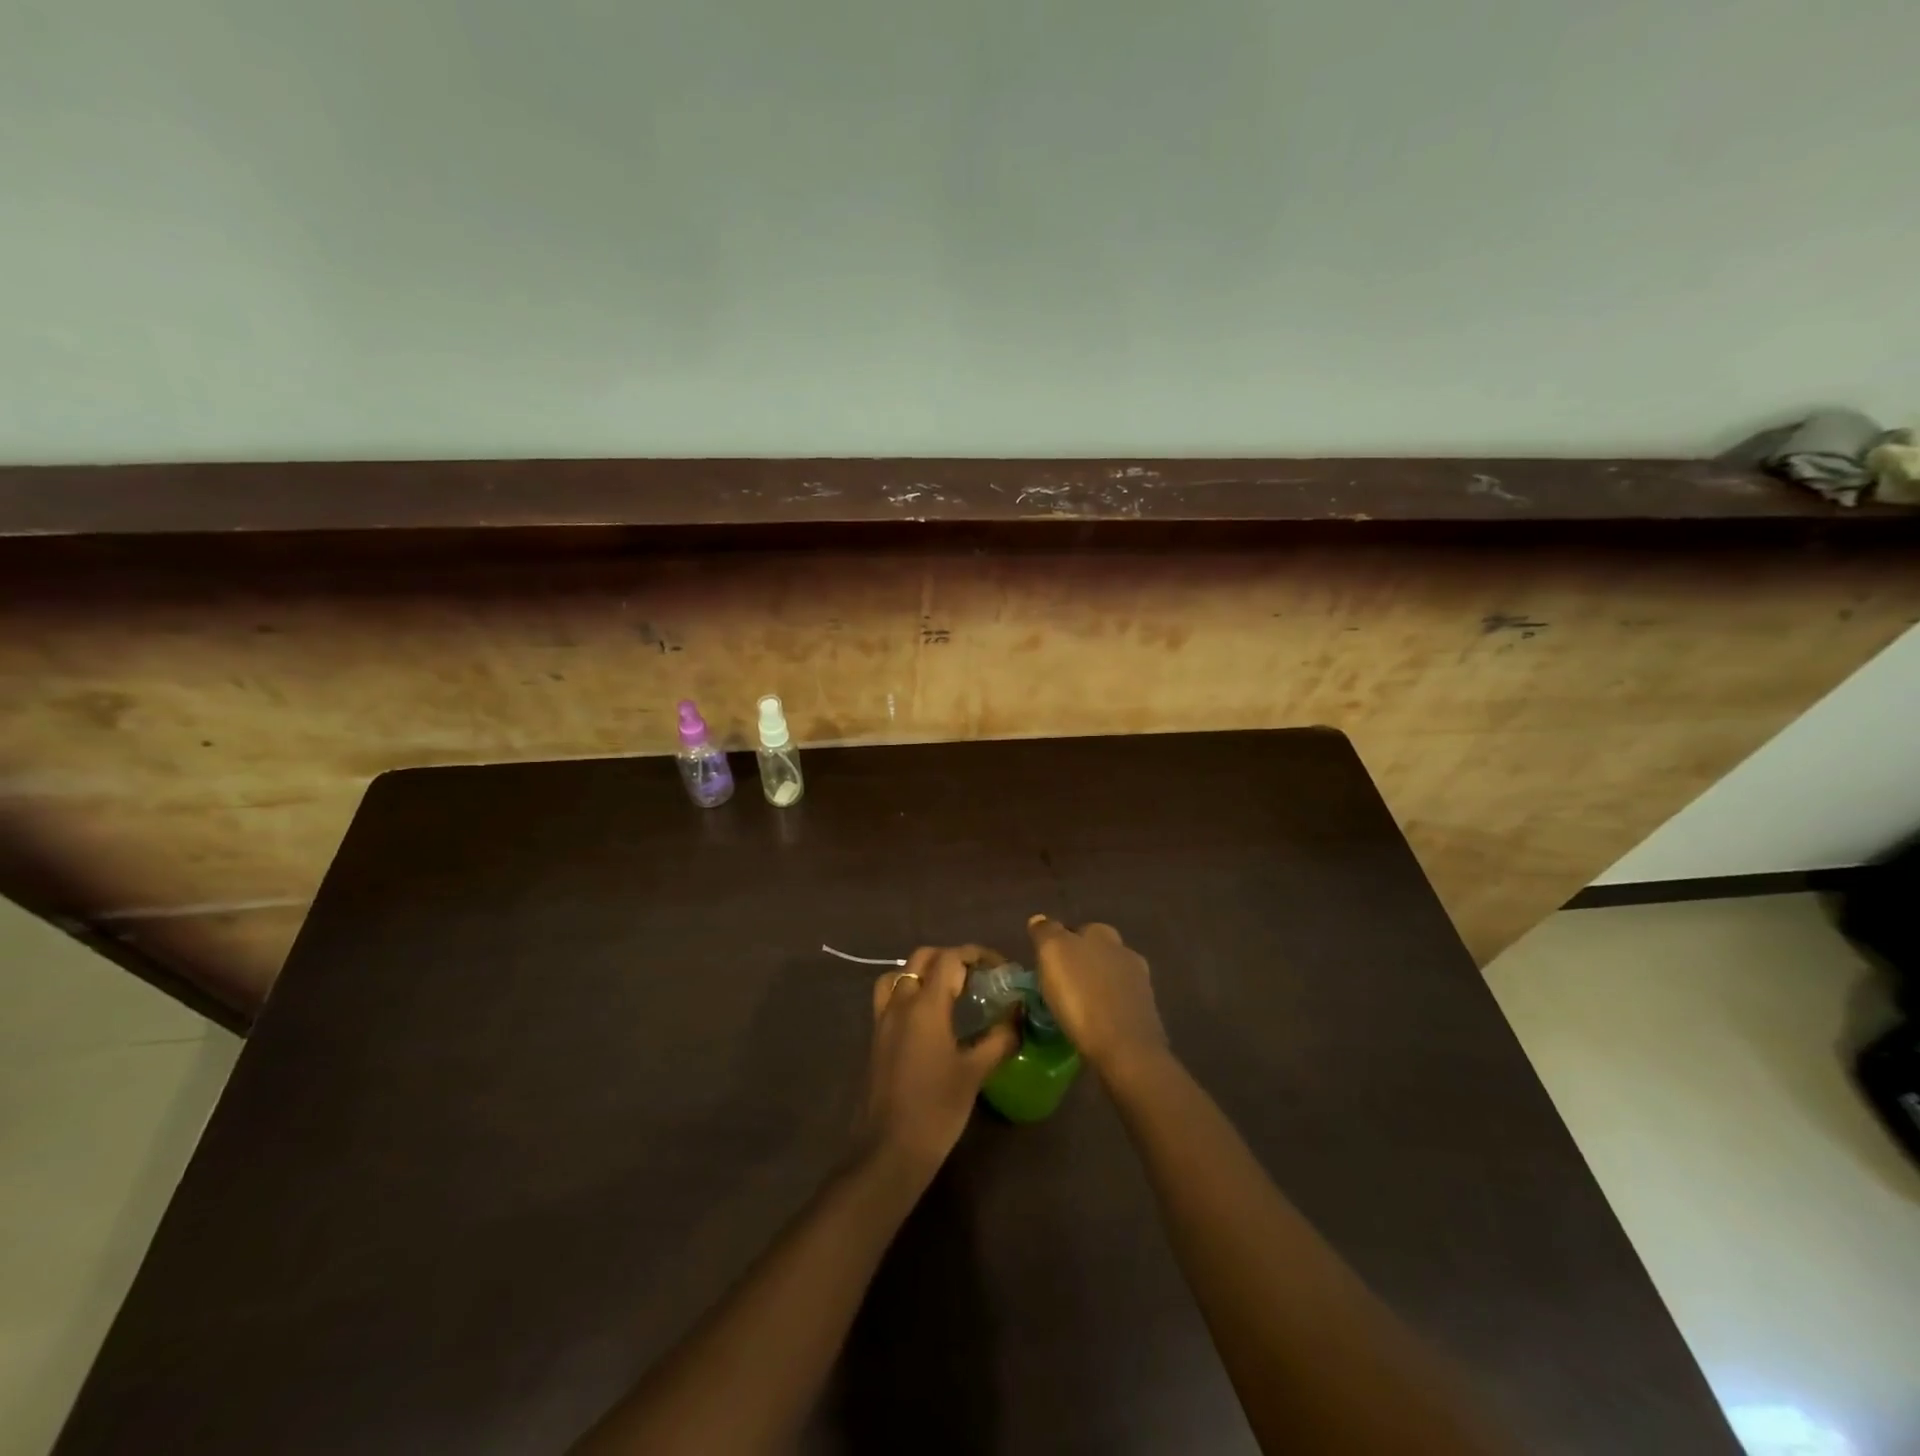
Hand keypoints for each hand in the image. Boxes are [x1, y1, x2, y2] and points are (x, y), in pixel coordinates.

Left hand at [854, 946, 1017, 1180]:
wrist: (888, 1151)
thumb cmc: (937, 1109)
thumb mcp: (975, 1073)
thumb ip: (999, 1038)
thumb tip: (1018, 1016)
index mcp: (925, 1005)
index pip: (951, 958)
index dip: (977, 955)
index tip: (1000, 968)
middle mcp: (900, 1002)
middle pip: (923, 958)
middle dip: (952, 958)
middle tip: (979, 976)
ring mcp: (883, 1019)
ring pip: (901, 973)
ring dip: (926, 971)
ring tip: (951, 989)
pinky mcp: (876, 1037)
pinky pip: (890, 996)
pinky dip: (909, 990)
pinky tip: (930, 1017)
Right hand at [1025, 917, 1167, 1077]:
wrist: (1125, 1048)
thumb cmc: (1082, 996)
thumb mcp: (1053, 953)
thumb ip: (1046, 932)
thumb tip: (1040, 919)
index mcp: (1102, 934)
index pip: (1077, 929)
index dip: (1060, 943)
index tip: (1045, 963)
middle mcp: (1124, 951)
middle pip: (1096, 952)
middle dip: (1080, 964)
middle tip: (1057, 985)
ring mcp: (1140, 984)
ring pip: (1109, 978)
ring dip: (1093, 987)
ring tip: (1073, 1008)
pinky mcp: (1146, 1015)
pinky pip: (1117, 1005)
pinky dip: (1105, 1010)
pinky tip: (1092, 1025)